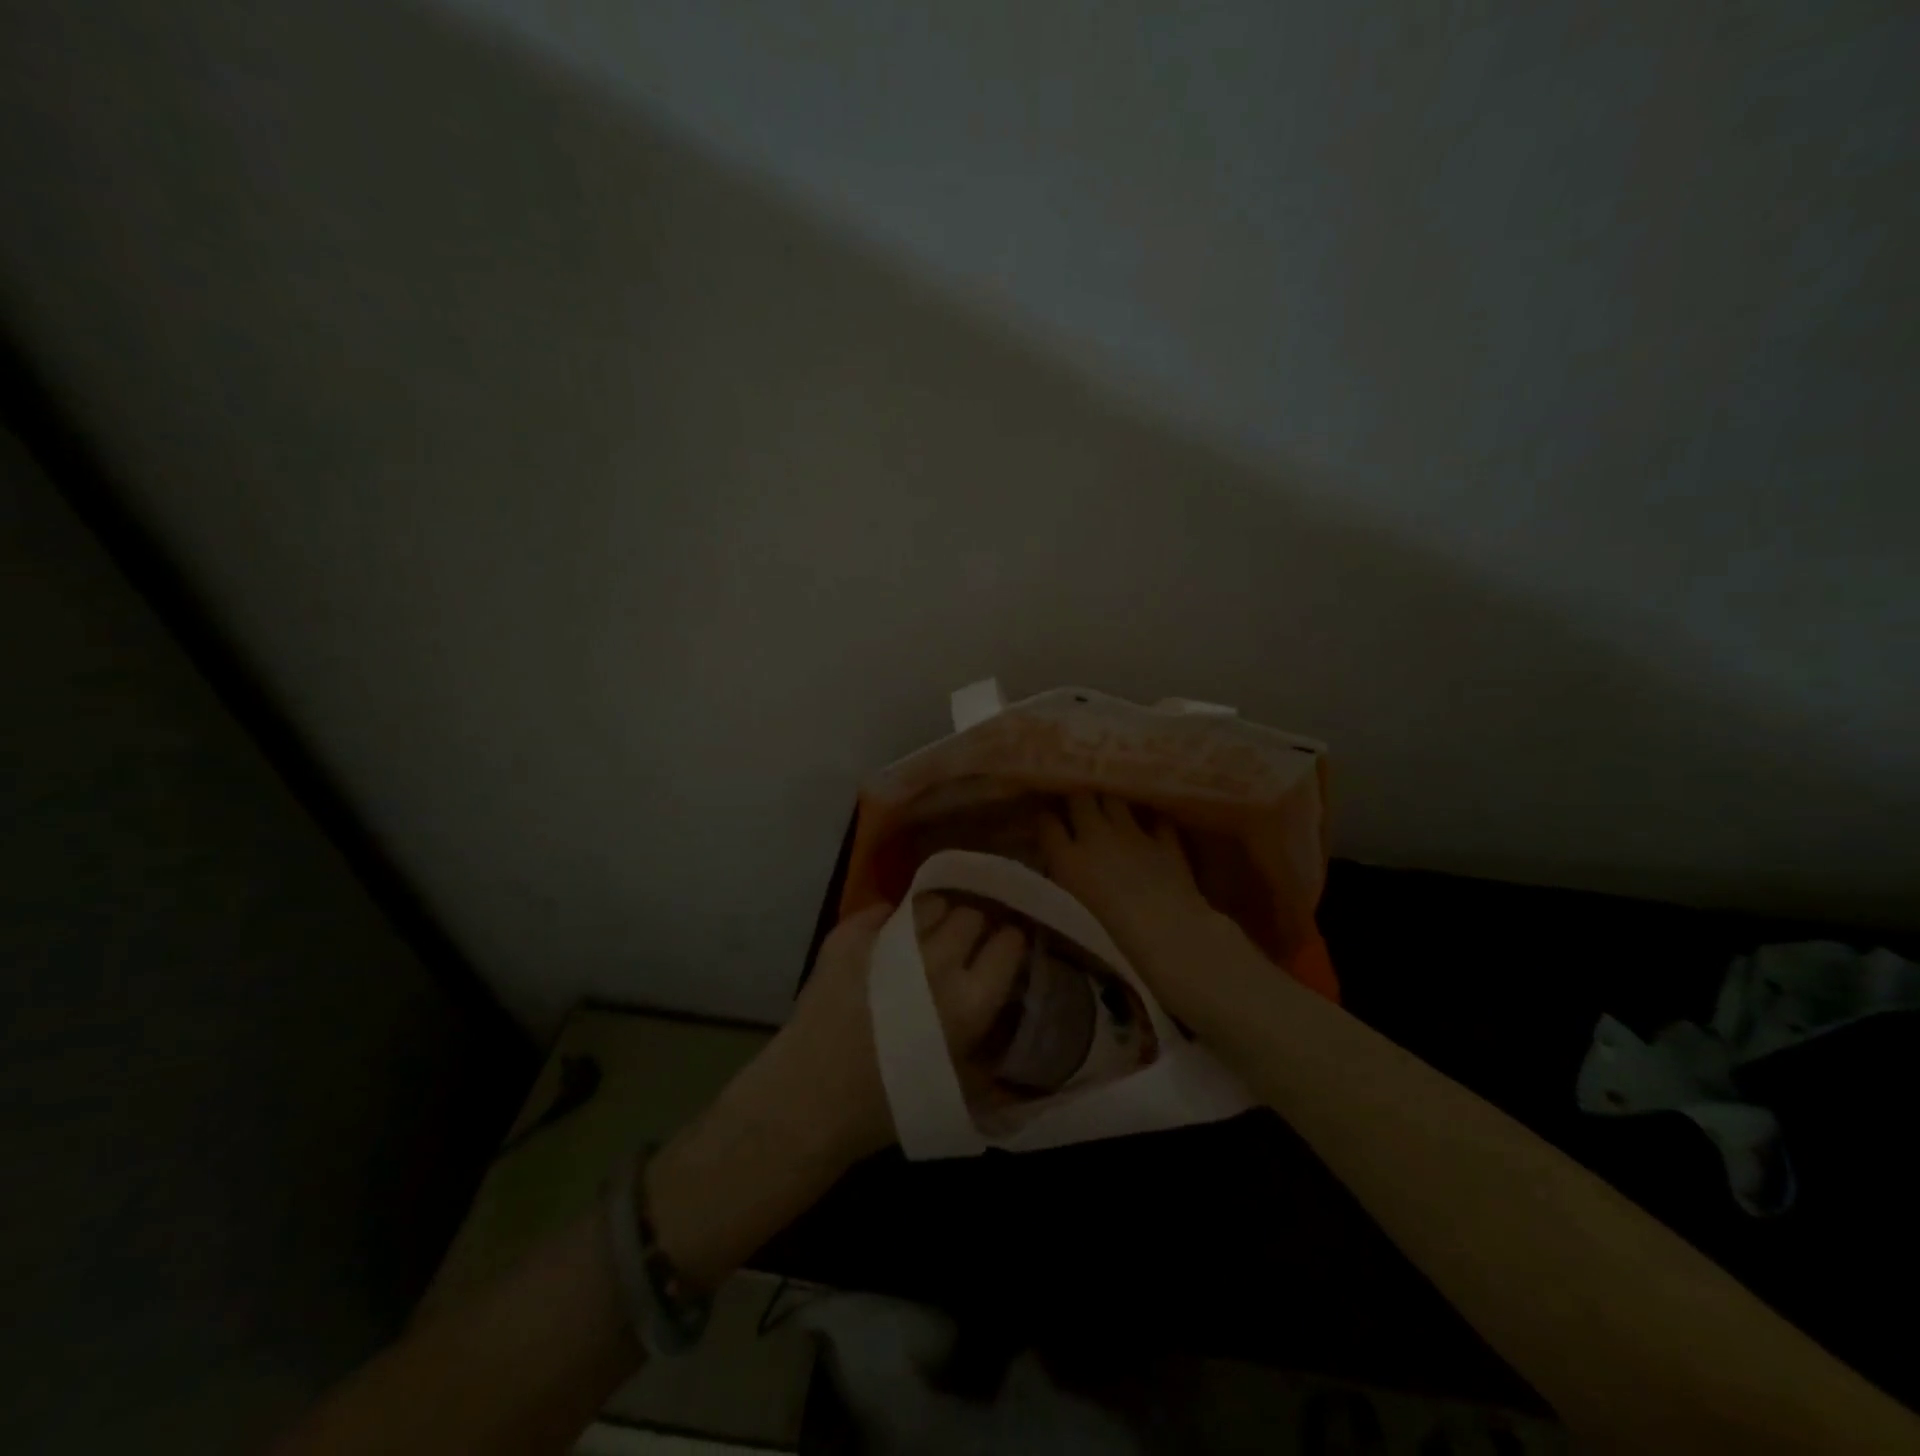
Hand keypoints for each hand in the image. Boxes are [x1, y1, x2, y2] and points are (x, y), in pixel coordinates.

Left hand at [762, 896, 1028, 1161]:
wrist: (811, 1101)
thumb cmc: (890, 1105)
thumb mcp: (960, 1086)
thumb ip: (991, 1044)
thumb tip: (1006, 1007)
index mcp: (970, 1002)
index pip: (1009, 943)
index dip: (1009, 941)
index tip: (1004, 947)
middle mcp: (936, 963)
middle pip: (971, 914)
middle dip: (973, 925)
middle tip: (965, 942)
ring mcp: (890, 943)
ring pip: (930, 903)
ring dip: (935, 916)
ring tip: (927, 933)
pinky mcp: (850, 936)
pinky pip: (882, 909)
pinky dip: (889, 919)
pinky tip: (887, 935)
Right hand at [1040, 793, 1238, 1025]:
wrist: (1164, 933)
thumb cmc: (1109, 937)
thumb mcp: (1069, 914)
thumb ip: (1060, 886)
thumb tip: (1057, 875)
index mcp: (1068, 858)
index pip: (1047, 823)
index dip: (1045, 819)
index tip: (1045, 821)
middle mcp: (1096, 836)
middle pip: (1080, 798)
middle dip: (1077, 797)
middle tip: (1076, 806)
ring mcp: (1133, 834)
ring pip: (1115, 799)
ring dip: (1110, 801)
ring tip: (1109, 808)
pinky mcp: (1165, 841)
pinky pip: (1156, 820)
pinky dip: (1152, 821)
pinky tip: (1151, 827)